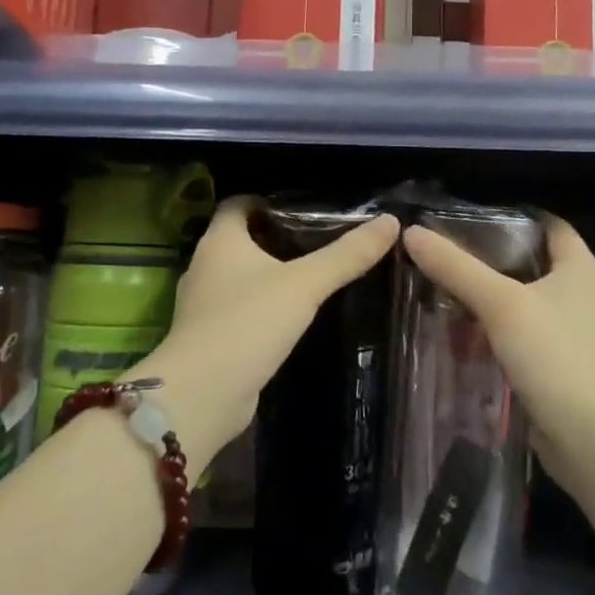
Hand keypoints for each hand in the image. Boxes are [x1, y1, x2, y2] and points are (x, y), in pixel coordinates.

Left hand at [136, 196, 399, 462]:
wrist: (203, 393)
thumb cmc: (249, 323)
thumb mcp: (305, 284)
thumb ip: (347, 255)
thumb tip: (390, 222)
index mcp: (220, 240)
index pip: (239, 203)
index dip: (269, 201)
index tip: (306, 208)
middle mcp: (205, 266)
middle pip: (241, 239)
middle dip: (276, 237)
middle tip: (321, 240)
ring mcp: (204, 304)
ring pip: (240, 276)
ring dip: (270, 274)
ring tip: (312, 276)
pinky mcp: (210, 336)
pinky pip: (240, 308)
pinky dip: (263, 306)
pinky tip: (292, 316)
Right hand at [401, 216, 594, 490]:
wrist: (594, 440)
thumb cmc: (556, 357)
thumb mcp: (500, 305)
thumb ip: (456, 268)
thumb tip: (412, 232)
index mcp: (582, 269)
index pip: (550, 226)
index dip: (513, 218)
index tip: (469, 220)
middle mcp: (586, 296)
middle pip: (535, 264)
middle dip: (494, 261)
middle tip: (449, 258)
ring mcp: (578, 335)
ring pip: (529, 305)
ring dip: (495, 301)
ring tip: (450, 296)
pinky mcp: (567, 368)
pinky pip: (529, 339)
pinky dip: (502, 335)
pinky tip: (469, 340)